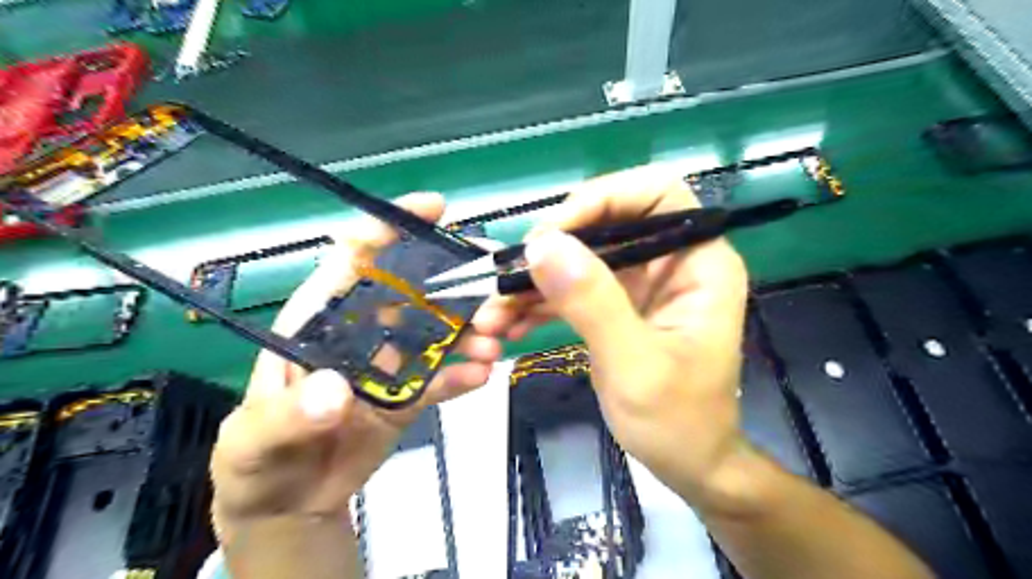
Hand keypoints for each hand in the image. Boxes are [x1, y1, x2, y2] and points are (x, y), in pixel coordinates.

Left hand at [209, 191, 505, 537]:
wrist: (288, 504)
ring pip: (437, 333)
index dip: (389, 228)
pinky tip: (482, 375)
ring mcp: (391, 364)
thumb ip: (288, 416)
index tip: (434, 208)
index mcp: (320, 321)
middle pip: (413, 291)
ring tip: (493, 343)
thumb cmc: (256, 459)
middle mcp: (363, 332)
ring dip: (468, 331)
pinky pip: (441, 379)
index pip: (353, 261)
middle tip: (492, 287)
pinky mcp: (409, 396)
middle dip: (453, 282)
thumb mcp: (254, 439)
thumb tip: (336, 391)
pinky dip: (462, 374)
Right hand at [475, 164, 750, 510]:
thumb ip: (593, 302)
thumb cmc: (678, 421)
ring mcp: (640, 284)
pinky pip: (573, 288)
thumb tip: (543, 245)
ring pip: (580, 258)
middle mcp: (670, 262)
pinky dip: (539, 304)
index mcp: (698, 264)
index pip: (657, 194)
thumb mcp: (635, 364)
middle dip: (554, 247)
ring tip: (493, 313)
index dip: (604, 198)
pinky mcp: (615, 305)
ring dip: (534, 281)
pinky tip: (507, 325)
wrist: (687, 464)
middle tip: (510, 276)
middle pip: (607, 223)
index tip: (553, 233)